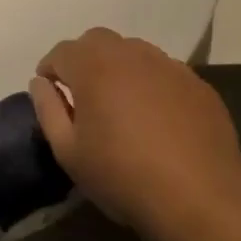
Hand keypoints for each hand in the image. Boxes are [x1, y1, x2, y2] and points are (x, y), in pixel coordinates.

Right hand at [29, 29, 240, 240]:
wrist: (200, 199)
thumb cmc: (122, 176)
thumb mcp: (68, 151)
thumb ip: (48, 109)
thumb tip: (40, 83)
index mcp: (94, 67)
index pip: (62, 51)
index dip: (50, 70)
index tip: (51, 92)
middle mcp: (131, 55)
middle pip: (98, 41)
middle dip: (83, 60)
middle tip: (83, 94)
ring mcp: (169, 67)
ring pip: (133, 52)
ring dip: (118, 68)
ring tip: (120, 104)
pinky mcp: (198, 85)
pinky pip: (164, 72)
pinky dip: (151, 84)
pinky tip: (156, 118)